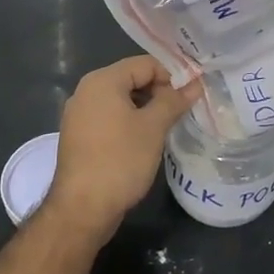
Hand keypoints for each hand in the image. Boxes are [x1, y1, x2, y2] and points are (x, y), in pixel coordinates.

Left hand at [45, 56, 201, 239]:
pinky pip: (110, 118)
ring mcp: (79, 115)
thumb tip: (195, 84)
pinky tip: (145, 140)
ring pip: (121, 100)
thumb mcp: (153, 127)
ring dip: (146, 109)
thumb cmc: (120, 160)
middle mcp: (86, 91)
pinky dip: (129, 122)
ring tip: (168, 126)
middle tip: (182, 111)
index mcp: (102, 81)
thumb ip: (174, 101)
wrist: (82, 209)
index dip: (171, 76)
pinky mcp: (79, 136)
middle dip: (159, 92)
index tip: (191, 95)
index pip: (145, 64)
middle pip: (131, 79)